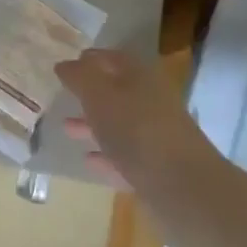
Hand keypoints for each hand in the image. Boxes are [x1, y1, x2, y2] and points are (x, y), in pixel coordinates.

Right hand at [55, 48, 214, 192]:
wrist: (183, 187)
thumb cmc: (136, 130)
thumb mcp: (99, 95)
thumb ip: (80, 77)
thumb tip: (64, 64)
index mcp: (141, 78)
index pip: (114, 58)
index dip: (91, 59)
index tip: (66, 65)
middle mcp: (152, 102)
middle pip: (117, 92)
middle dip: (89, 95)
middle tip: (63, 97)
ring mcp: (156, 137)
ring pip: (120, 125)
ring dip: (94, 125)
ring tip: (66, 129)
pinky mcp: (156, 168)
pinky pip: (125, 156)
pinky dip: (106, 155)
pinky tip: (88, 160)